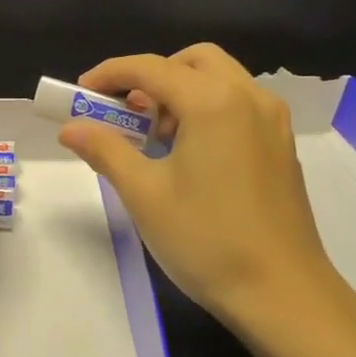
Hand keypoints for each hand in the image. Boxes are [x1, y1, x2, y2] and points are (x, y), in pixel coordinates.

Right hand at [56, 44, 355, 331]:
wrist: (285, 296)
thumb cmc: (208, 241)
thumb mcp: (145, 194)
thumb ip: (105, 149)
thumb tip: (70, 127)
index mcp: (213, 101)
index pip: (151, 68)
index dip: (109, 74)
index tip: (80, 94)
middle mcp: (248, 97)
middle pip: (192, 60)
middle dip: (152, 76)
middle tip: (127, 112)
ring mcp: (272, 120)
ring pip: (219, 78)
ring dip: (181, 91)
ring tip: (157, 138)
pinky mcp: (282, 144)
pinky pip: (238, 103)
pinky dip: (208, 107)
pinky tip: (191, 153)